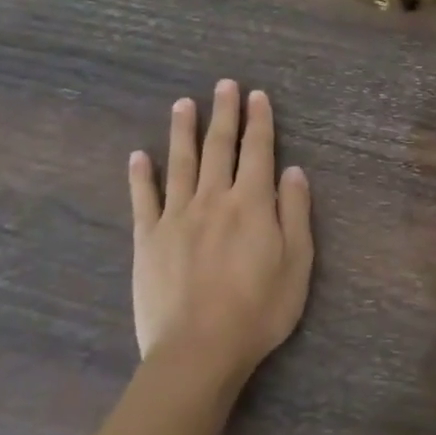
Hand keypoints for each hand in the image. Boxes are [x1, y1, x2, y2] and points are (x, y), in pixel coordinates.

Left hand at [128, 81, 313, 392]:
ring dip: (183, 130)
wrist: (199, 350)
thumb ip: (295, 212)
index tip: (256, 96)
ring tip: (183, 103)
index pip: (257, 150)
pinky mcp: (147, 239)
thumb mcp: (297, 262)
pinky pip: (143, 199)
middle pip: (219, 147)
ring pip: (180, 162)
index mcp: (252, 203)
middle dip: (224, 113)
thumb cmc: (259, 309)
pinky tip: (138, 155)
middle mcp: (213, 198)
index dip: (259, 121)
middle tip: (224, 85)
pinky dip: (140, 175)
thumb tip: (293, 170)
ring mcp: (176, 216)